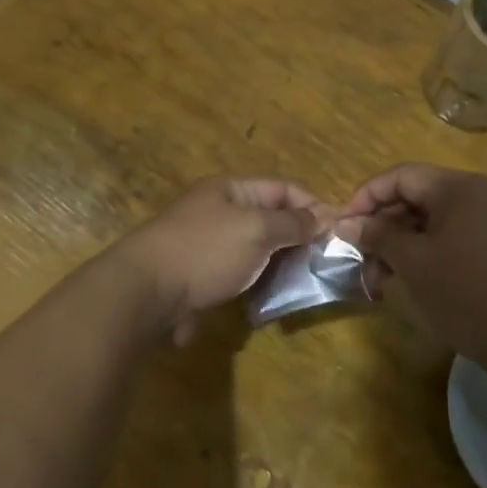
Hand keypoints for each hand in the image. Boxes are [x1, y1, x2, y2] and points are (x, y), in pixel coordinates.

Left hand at [116, 178, 328, 343]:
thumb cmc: (206, 251)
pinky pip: (240, 275)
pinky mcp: (201, 277)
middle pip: (271, 219)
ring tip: (307, 282)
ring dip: (281, 264)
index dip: (314, 205)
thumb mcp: (257, 230)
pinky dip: (260, 283)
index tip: (340, 231)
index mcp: (231, 190)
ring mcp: (208, 246)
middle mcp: (220, 212)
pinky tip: (276, 299)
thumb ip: (293, 223)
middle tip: (328, 261)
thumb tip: (323, 217)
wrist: (146, 292)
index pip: (284, 189)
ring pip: (257, 250)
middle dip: (300, 238)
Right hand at [340, 164, 486, 374]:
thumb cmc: (468, 294)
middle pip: (420, 195)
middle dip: (385, 225)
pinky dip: (432, 251)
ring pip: (438, 219)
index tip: (343, 228)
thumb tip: (345, 222)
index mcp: (460, 187)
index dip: (366, 198)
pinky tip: (417, 279)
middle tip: (362, 258)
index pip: (401, 176)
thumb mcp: (414, 263)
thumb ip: (378, 236)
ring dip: (406, 242)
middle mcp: (483, 192)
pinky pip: (459, 235)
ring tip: (384, 277)